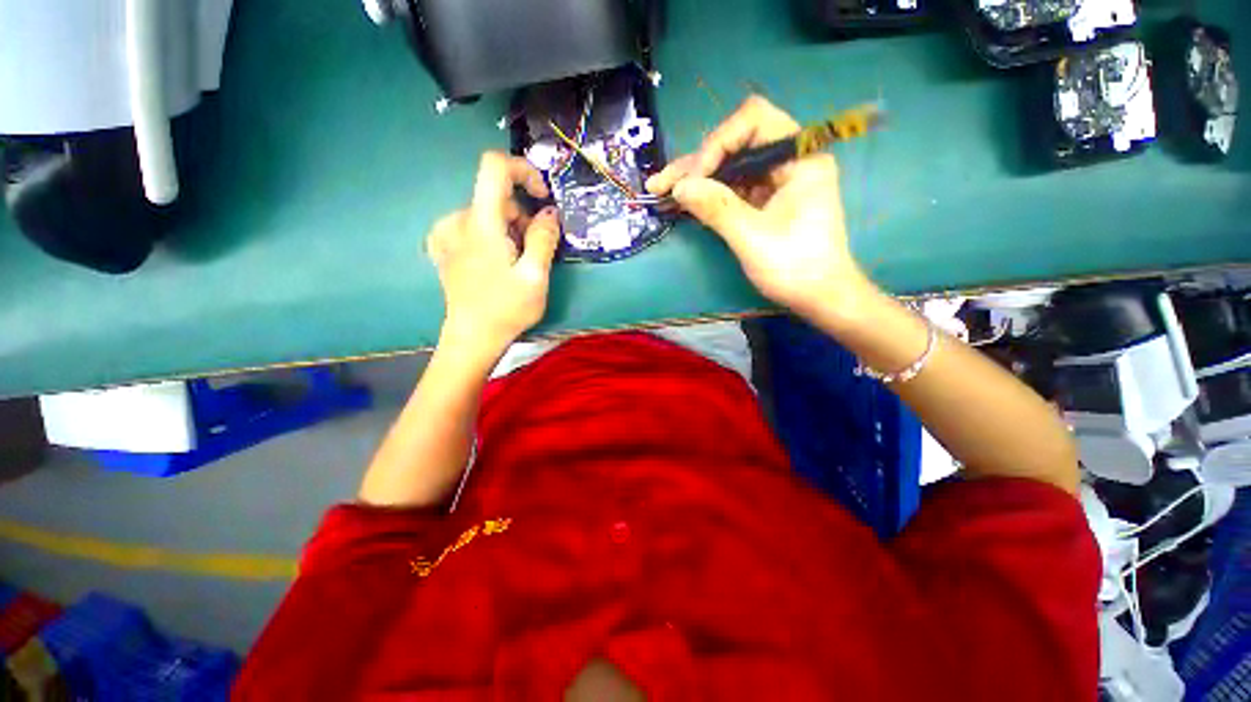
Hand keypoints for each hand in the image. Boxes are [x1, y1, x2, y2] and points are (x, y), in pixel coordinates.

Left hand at [427, 152, 560, 357]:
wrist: (472, 337)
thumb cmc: (507, 309)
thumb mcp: (535, 276)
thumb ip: (544, 238)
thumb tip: (550, 213)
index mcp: (481, 223)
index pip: (494, 166)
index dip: (523, 170)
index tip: (542, 197)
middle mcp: (457, 219)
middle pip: (496, 197)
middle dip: (522, 217)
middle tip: (535, 251)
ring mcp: (446, 233)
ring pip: (487, 213)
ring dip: (509, 229)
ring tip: (517, 263)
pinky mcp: (443, 245)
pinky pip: (474, 226)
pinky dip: (492, 236)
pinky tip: (496, 261)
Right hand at [647, 96, 871, 323]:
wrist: (818, 297)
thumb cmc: (795, 267)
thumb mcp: (753, 238)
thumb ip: (717, 208)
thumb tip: (679, 187)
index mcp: (799, 159)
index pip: (754, 121)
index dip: (718, 143)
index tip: (697, 177)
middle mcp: (787, 162)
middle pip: (735, 146)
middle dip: (696, 164)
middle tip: (660, 184)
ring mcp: (774, 182)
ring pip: (729, 168)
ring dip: (695, 180)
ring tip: (660, 191)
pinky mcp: (764, 201)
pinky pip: (732, 189)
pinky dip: (707, 195)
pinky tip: (683, 201)